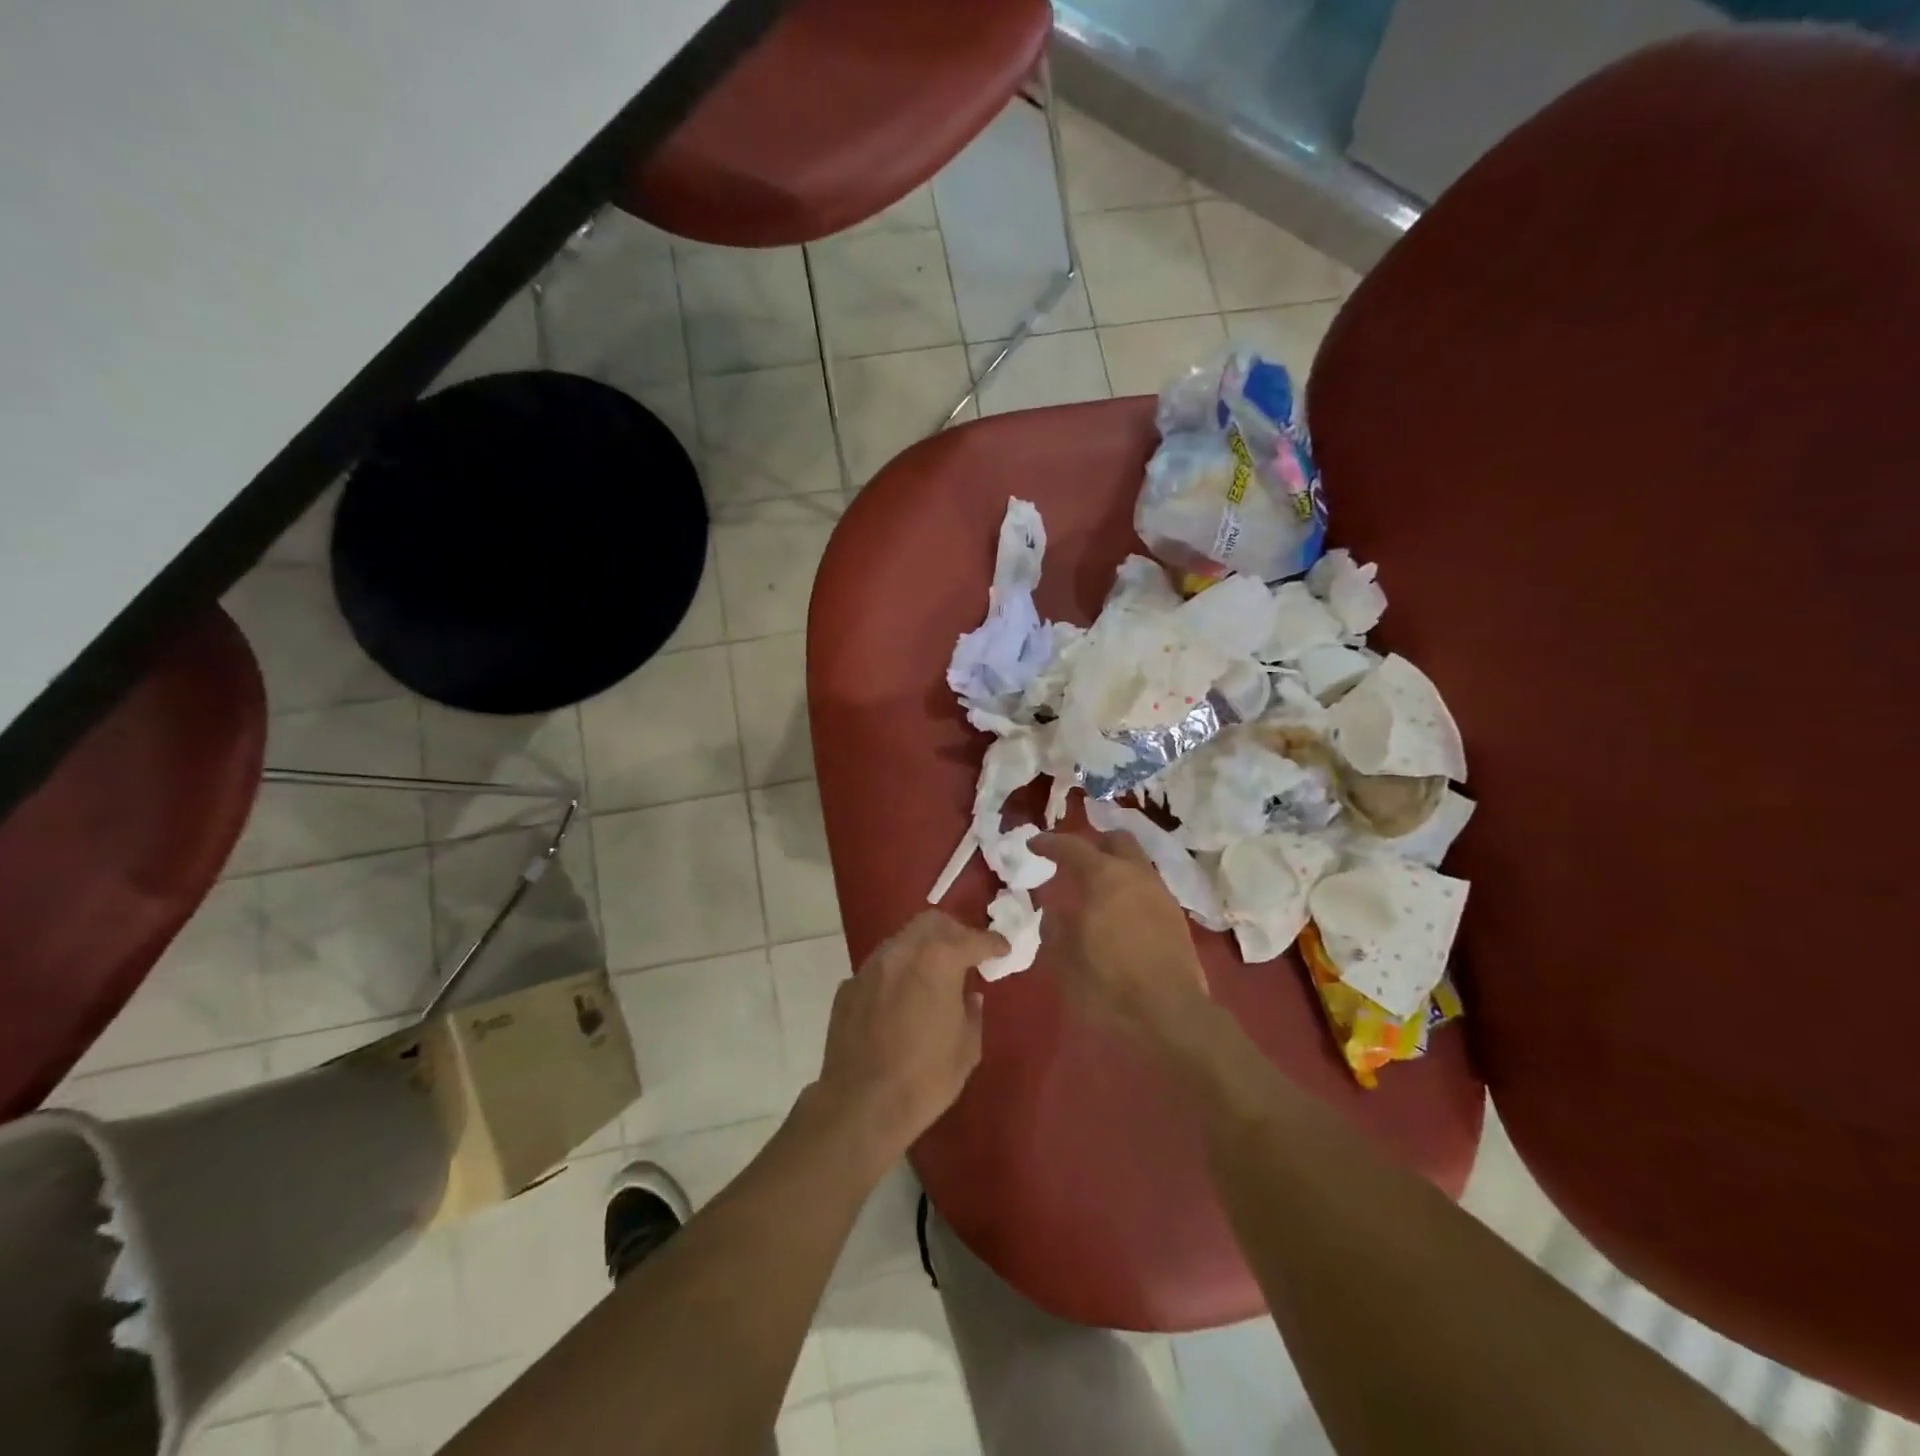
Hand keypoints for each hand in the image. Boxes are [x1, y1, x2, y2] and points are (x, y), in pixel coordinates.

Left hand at [813, 910, 1007, 1162]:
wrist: (860, 1106)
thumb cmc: (924, 1079)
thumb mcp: (966, 1049)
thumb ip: (971, 1013)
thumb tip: (969, 997)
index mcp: (938, 961)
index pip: (972, 939)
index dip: (992, 943)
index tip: (1002, 949)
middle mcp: (902, 952)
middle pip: (931, 923)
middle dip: (954, 932)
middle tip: (966, 953)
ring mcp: (870, 968)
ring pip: (902, 940)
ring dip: (922, 949)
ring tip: (932, 975)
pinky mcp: (848, 987)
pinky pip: (879, 968)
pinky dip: (897, 974)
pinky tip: (900, 1000)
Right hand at [1033, 831, 1210, 1045]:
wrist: (1169, 1016)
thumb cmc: (1107, 984)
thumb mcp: (1064, 957)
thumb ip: (1055, 925)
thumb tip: (1054, 910)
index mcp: (1104, 877)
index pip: (1072, 847)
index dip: (1050, 843)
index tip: (1034, 845)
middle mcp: (1136, 875)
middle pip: (1116, 840)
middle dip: (1094, 843)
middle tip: (1073, 859)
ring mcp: (1161, 894)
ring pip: (1137, 863)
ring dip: (1115, 865)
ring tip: (1095, 888)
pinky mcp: (1176, 918)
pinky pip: (1148, 887)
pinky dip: (1130, 888)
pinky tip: (1118, 911)